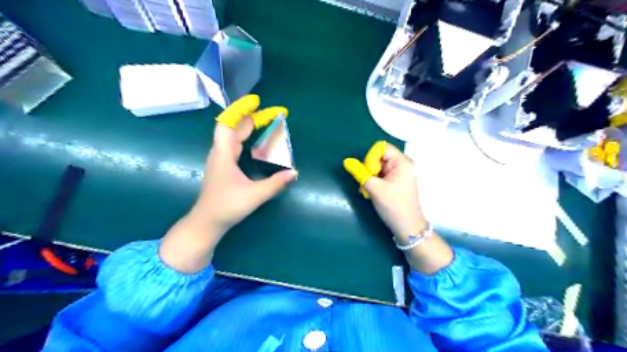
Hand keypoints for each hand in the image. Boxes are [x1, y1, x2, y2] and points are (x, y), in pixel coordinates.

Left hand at [161, 95, 297, 272]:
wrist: (207, 222)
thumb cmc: (227, 206)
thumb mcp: (254, 195)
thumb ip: (276, 184)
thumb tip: (294, 172)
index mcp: (224, 154)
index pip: (228, 123)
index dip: (241, 110)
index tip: (256, 102)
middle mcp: (220, 152)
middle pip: (234, 127)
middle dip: (253, 118)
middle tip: (274, 114)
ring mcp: (220, 159)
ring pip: (234, 135)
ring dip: (249, 127)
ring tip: (267, 123)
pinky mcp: (223, 166)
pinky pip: (235, 144)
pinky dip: (247, 138)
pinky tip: (256, 142)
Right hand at [345, 141, 453, 272]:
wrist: (407, 227)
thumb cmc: (394, 207)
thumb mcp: (375, 189)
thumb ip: (360, 173)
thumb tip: (346, 161)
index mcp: (402, 162)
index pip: (381, 148)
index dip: (371, 158)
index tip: (369, 174)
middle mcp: (402, 164)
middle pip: (379, 157)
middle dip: (369, 169)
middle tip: (367, 184)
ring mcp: (399, 173)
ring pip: (377, 167)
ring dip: (370, 177)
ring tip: (369, 191)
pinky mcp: (395, 181)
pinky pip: (380, 175)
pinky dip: (373, 182)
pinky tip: (372, 192)